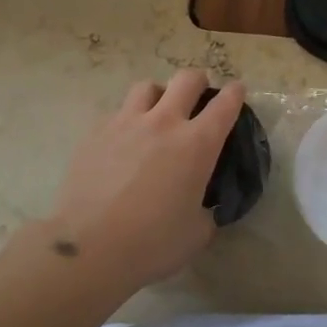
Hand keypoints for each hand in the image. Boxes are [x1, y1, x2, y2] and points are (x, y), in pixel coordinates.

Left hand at [43, 71, 246, 289]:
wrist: (89, 246)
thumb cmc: (152, 243)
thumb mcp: (196, 233)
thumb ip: (206, 211)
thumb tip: (203, 207)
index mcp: (197, 144)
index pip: (225, 104)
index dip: (235, 93)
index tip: (237, 91)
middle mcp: (164, 123)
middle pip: (187, 80)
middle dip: (199, 82)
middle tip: (199, 95)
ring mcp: (127, 123)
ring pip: (148, 87)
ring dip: (159, 94)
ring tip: (157, 111)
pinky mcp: (96, 132)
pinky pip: (117, 112)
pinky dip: (127, 119)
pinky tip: (123, 140)